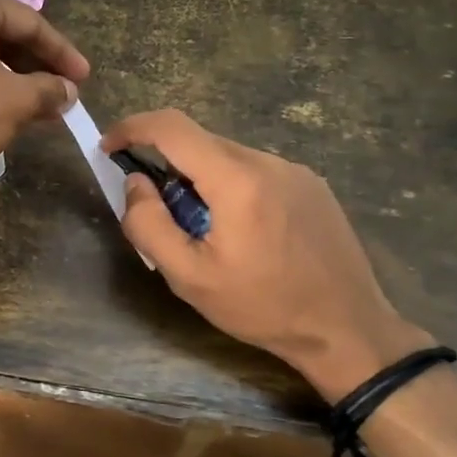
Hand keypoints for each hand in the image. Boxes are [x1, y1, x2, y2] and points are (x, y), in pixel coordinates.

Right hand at [102, 109, 431, 399]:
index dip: (132, 127)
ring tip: (207, 234)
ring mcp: (296, 171)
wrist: (347, 329)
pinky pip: (257, 172)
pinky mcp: (312, 186)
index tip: (109, 147)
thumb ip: (149, 225)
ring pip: (229, 158)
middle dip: (167, 165)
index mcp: (236, 180)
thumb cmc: (262, 307)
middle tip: (160, 214)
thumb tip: (135, 183)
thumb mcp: (189, 278)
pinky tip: (244, 234)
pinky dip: (232, 188)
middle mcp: (268, 162)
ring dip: (202, 180)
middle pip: (200, 142)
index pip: (172, 127)